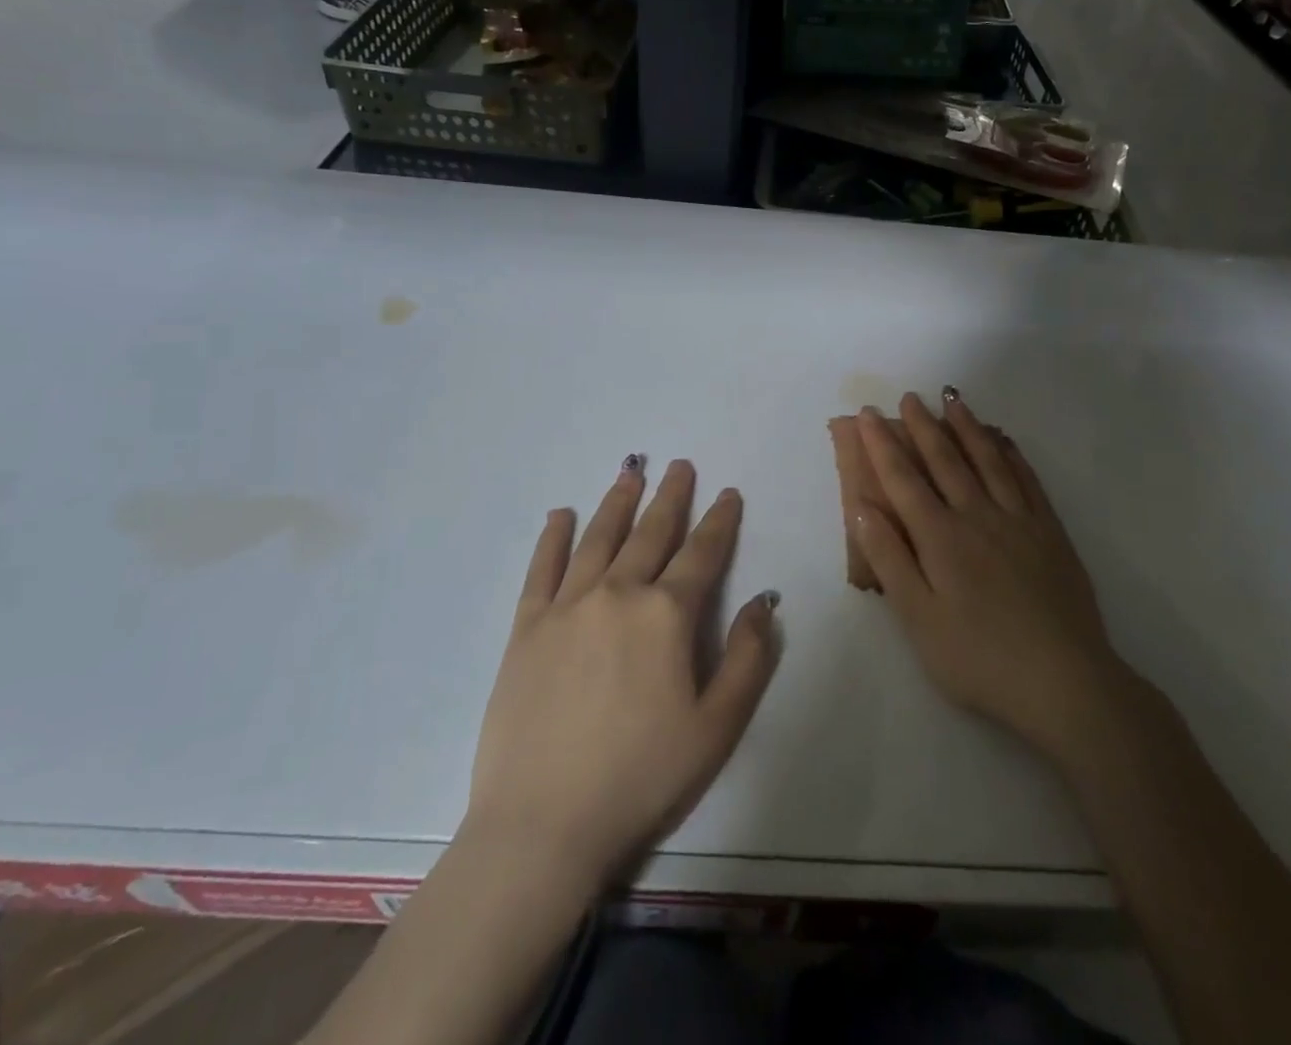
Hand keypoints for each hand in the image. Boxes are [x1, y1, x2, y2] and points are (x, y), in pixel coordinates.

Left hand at [464, 458, 780, 892]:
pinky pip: (542, 569)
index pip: (702, 553)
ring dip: (618, 502)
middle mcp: (618, 593)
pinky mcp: (526, 628)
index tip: (728, 493)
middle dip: (670, 497)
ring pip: (598, 538)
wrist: (543, 825)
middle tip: (680, 465)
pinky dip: (553, 538)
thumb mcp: (717, 726)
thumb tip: (764, 601)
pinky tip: (561, 515)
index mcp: (666, 614)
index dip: (719, 520)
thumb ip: (749, 658)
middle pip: (650, 533)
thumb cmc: (641, 777)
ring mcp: (567, 606)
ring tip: (630, 472)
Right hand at [852, 392, 1132, 774]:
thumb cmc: (979, 658)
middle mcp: (978, 516)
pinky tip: (1004, 439)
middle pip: (945, 460)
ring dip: (967, 427)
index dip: (882, 445)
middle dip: (923, 426)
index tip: (867, 414)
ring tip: (953, 399)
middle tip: (909, 397)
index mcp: (940, 537)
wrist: (1065, 682)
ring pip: (988, 460)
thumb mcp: (918, 619)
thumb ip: (889, 559)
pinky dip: (1012, 453)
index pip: (903, 480)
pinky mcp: (1050, 532)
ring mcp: (1019, 520)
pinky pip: (1027, 479)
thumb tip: (860, 507)